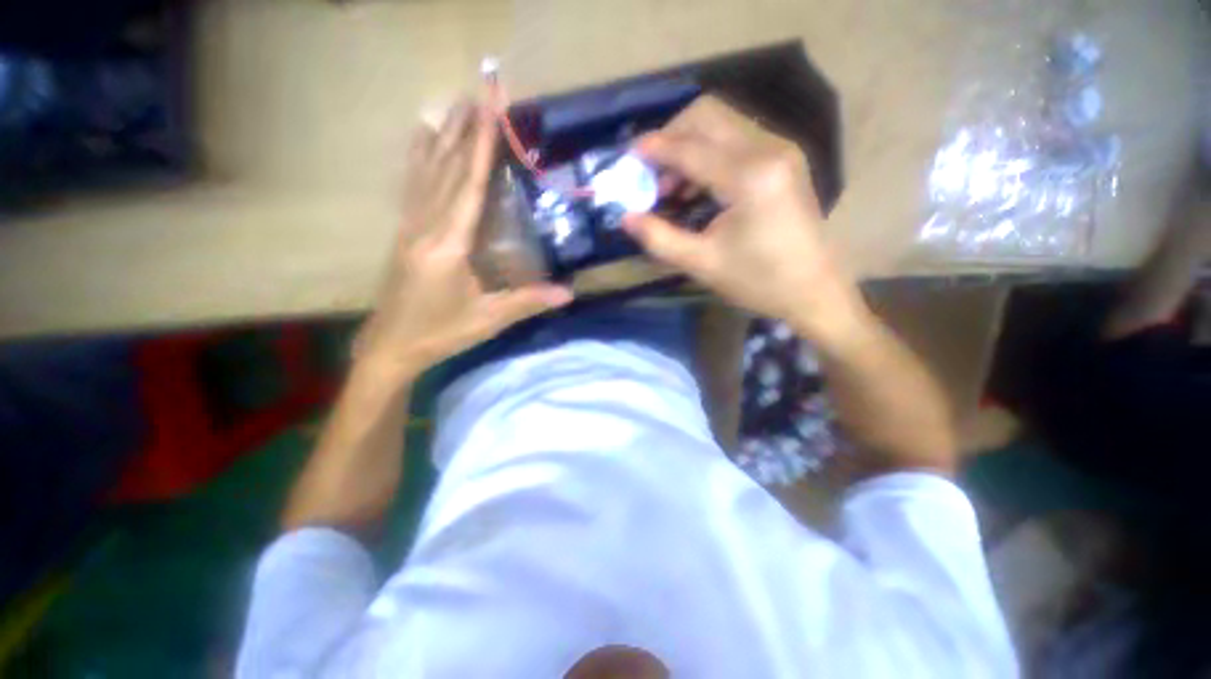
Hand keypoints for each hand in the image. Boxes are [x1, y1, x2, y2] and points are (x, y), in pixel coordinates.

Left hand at [358, 100, 571, 378]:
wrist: (391, 345)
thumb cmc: (440, 332)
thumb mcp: (488, 319)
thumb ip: (528, 302)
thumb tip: (569, 293)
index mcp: (448, 244)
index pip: (469, 183)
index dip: (481, 143)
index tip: (490, 104)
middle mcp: (426, 225)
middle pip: (447, 166)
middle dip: (464, 125)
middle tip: (480, 88)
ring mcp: (410, 226)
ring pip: (427, 170)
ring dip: (443, 134)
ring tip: (456, 101)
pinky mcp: (405, 232)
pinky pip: (412, 185)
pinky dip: (418, 157)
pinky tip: (421, 136)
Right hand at [624, 97, 863, 343]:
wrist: (813, 290)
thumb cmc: (758, 282)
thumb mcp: (702, 264)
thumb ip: (659, 238)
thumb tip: (625, 217)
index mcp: (749, 178)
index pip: (690, 148)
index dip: (653, 150)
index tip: (627, 158)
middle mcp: (768, 149)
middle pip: (707, 114)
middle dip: (670, 136)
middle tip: (650, 172)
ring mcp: (780, 149)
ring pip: (722, 123)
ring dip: (688, 145)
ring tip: (670, 186)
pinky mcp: (783, 159)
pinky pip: (736, 139)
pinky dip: (708, 153)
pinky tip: (696, 186)